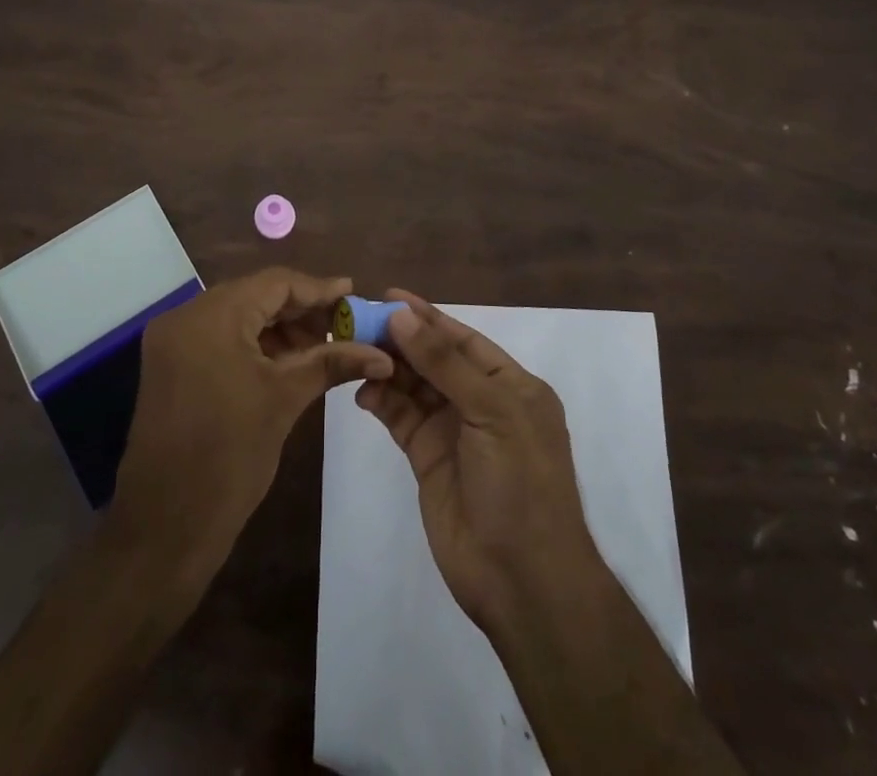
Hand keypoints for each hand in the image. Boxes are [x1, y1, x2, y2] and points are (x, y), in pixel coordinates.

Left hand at [113, 268, 393, 558]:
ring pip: (238, 315)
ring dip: (279, 327)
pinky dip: (253, 343)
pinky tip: (286, 360)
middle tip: (343, 325)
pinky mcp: (170, 364)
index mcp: (212, 316)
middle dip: (300, 310)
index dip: (318, 289)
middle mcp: (186, 316)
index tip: (354, 294)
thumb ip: (332, 362)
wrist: (165, 528)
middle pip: (255, 295)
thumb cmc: (230, 458)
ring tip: (321, 347)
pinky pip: (220, 336)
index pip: (275, 283)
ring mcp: (173, 340)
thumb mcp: (285, 400)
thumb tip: (382, 353)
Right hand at [356, 292, 606, 632]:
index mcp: (511, 386)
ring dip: (388, 367)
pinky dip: (382, 401)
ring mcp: (453, 431)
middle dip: (400, 339)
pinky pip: (401, 418)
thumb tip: (401, 315)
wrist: (522, 580)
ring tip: (354, 350)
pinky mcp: (427, 458)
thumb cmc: (519, 484)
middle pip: (435, 359)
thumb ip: (444, 362)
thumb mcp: (492, 413)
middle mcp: (482, 402)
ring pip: (414, 386)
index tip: (389, 296)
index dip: (427, 317)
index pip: (463, 339)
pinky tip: (363, 391)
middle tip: (358, 321)